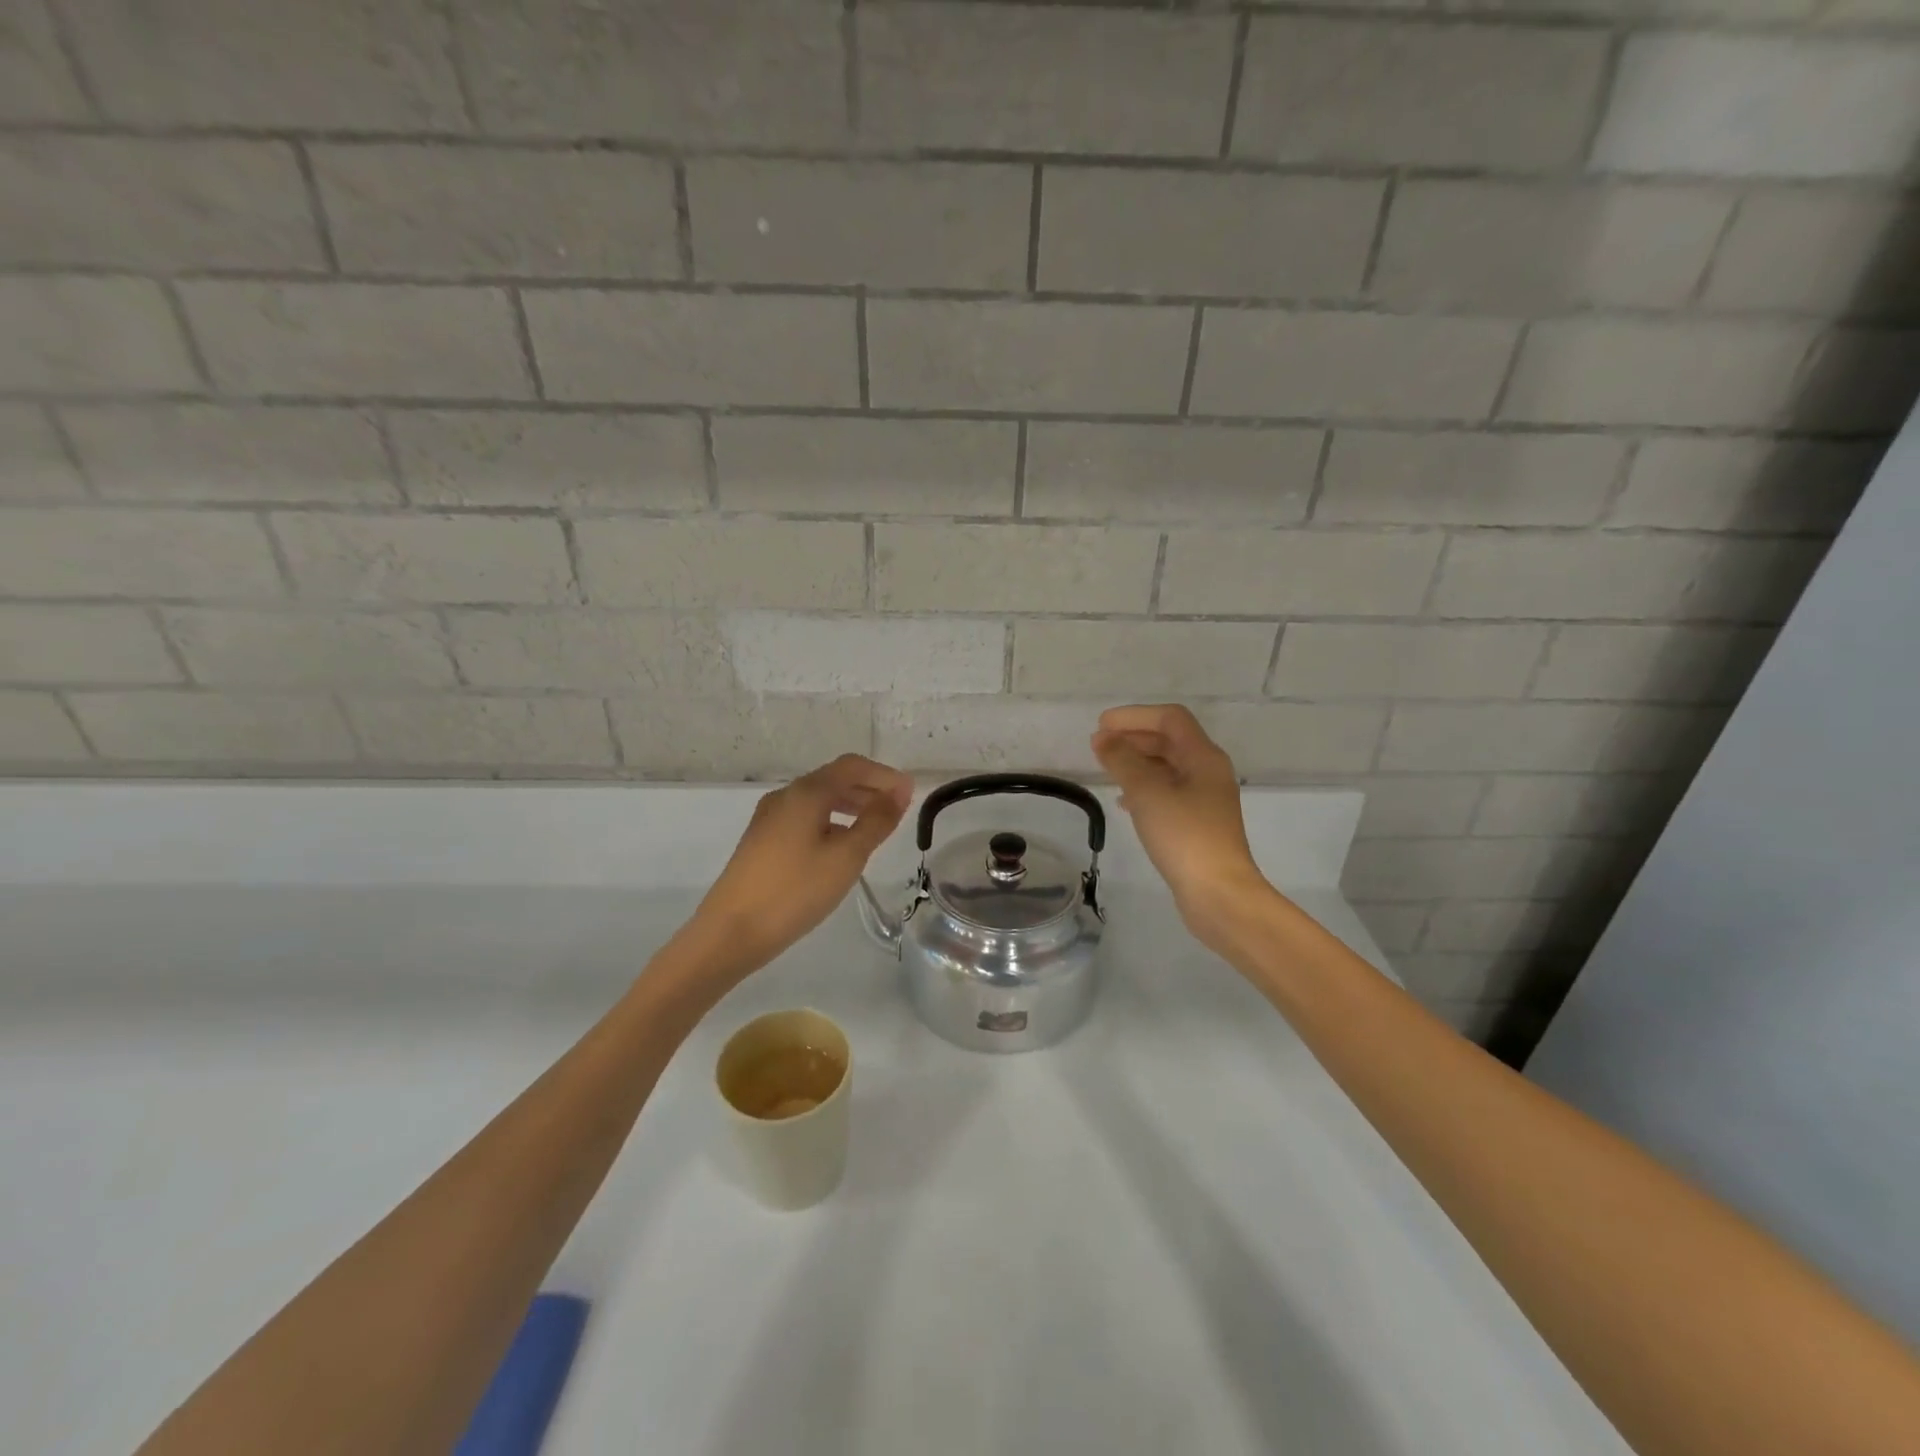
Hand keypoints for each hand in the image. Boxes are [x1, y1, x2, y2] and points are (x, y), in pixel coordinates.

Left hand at [685, 754, 912, 981]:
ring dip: (850, 805)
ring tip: (875, 828)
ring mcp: (769, 818)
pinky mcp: (762, 840)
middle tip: (898, 811)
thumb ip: (876, 821)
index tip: (910, 794)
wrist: (730, 931)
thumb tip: (900, 792)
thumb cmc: (795, 890)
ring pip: (818, 800)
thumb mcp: (846, 856)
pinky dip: (831, 821)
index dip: (884, 775)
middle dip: (869, 789)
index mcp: (806, 792)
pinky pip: (805, 817)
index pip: (852, 766)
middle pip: (834, 779)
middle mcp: (785, 796)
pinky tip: (841, 846)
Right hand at [1091, 704, 1271, 946]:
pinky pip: (1168, 792)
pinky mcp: (1198, 823)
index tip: (1102, 725)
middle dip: (1134, 737)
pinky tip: (1125, 802)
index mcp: (1204, 757)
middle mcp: (1208, 772)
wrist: (1218, 894)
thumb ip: (1122, 760)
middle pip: (1170, 741)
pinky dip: (1144, 788)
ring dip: (1137, 762)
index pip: (1169, 719)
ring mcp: (1205, 799)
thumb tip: (1102, 738)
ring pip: (1168, 767)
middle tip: (1099, 744)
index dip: (1134, 716)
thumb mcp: (1147, 793)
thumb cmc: (1184, 836)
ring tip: (1107, 769)